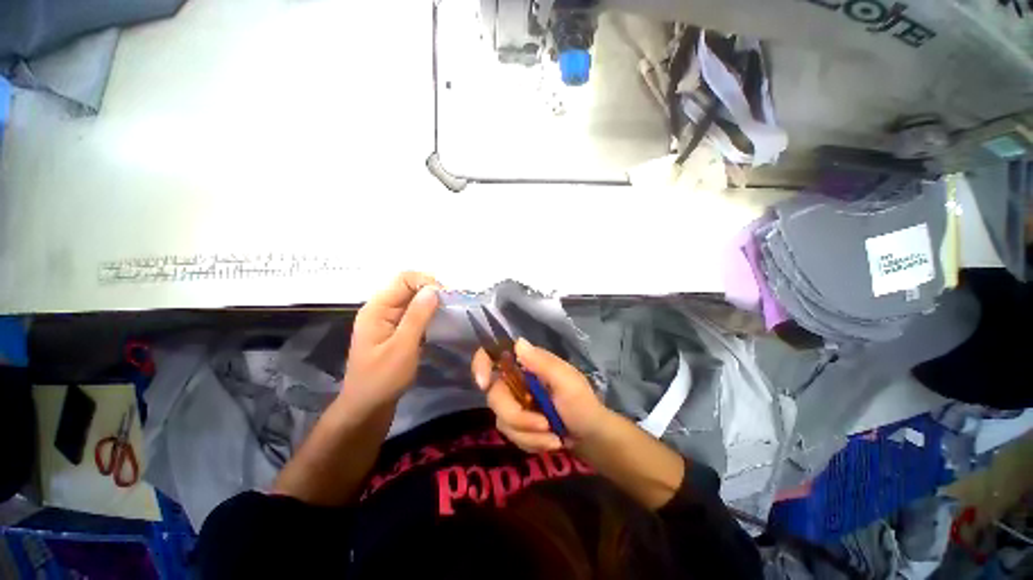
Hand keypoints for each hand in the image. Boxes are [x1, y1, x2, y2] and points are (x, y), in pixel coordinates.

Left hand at [341, 272, 439, 411]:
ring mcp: (387, 320)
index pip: (403, 279)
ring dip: (431, 303)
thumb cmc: (382, 379)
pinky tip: (439, 322)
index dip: (426, 282)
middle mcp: (381, 309)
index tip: (447, 297)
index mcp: (376, 309)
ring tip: (449, 312)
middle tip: (452, 305)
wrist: (367, 408)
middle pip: (408, 287)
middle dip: (431, 292)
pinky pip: (413, 314)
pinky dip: (428, 314)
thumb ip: (417, 316)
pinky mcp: (395, 331)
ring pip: (413, 300)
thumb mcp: (402, 347)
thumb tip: (434, 289)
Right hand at [472, 338, 608, 452]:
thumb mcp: (567, 381)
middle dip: (517, 417)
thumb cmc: (582, 403)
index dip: (482, 364)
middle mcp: (516, 381)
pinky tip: (550, 442)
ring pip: (502, 420)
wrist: (590, 436)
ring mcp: (514, 402)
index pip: (494, 355)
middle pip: (495, 395)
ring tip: (554, 437)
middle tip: (544, 425)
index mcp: (527, 364)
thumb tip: (518, 342)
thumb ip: (543, 363)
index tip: (483, 383)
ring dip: (528, 434)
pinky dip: (531, 443)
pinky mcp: (516, 423)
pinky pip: (511, 435)